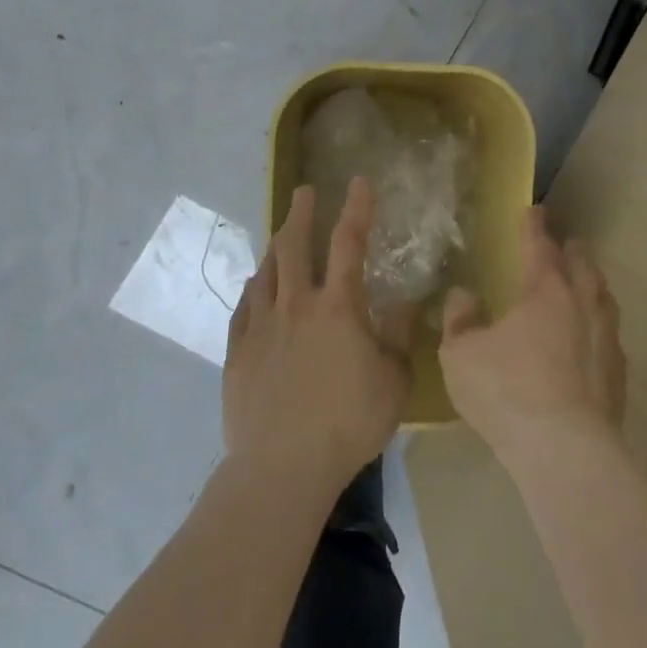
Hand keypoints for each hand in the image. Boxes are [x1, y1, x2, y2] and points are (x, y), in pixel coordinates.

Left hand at [223, 178, 413, 495]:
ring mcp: (262, 327)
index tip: (358, 181)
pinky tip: (255, 286)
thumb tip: (408, 302)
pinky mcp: (238, 353)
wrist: (282, 466)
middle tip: (304, 191)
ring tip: (280, 234)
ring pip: (265, 272)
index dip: (356, 208)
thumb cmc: (349, 422)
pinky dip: (253, 289)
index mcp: (338, 306)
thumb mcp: (394, 379)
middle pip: (294, 246)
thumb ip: (399, 336)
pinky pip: (244, 308)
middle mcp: (296, 305)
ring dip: (275, 247)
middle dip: (301, 213)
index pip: (349, 243)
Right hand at [439, 207, 626, 465]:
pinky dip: (600, 325)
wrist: (566, 450)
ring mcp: (606, 338)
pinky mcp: (618, 373)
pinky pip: (610, 335)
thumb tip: (463, 296)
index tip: (535, 210)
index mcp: (546, 290)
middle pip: (582, 265)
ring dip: (592, 284)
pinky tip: (593, 339)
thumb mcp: (461, 355)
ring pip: (603, 297)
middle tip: (566, 243)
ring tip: (585, 284)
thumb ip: (459, 320)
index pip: (540, 246)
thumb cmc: (507, 392)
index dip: (535, 226)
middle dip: (572, 249)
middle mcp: (582, 304)